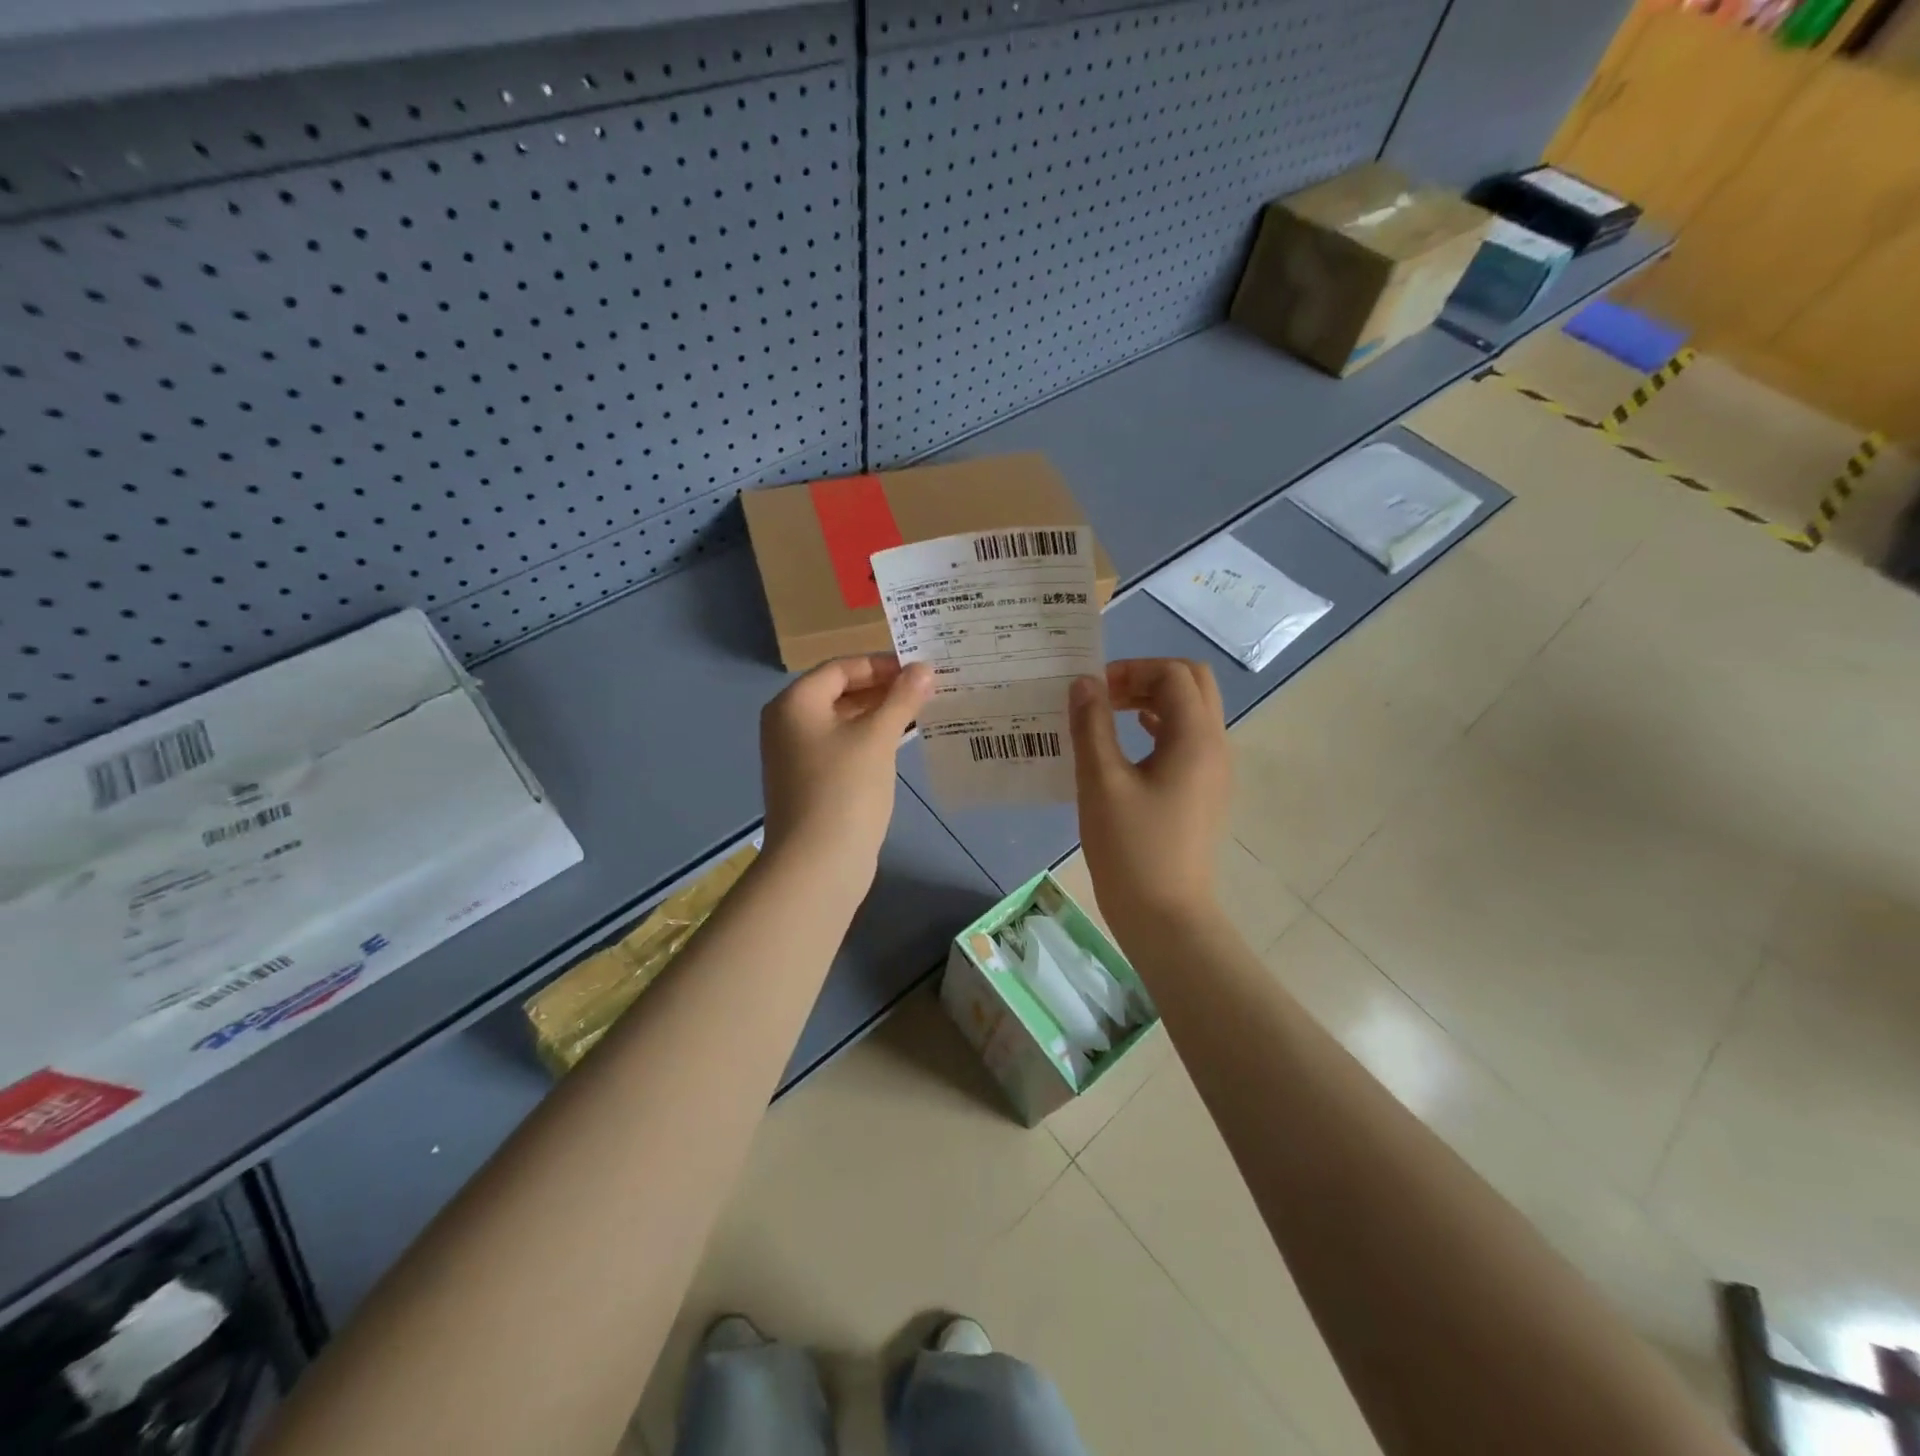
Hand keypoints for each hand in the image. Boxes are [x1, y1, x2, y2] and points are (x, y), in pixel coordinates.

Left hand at [760, 654, 932, 893]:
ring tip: (920, 712)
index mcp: (795, 703)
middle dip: (883, 690)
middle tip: (926, 690)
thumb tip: (923, 669)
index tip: (920, 671)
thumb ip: (901, 699)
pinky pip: (842, 747)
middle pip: (840, 692)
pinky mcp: (810, 781)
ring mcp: (797, 755)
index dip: (881, 665)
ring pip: (843, 722)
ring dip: (879, 715)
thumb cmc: (845, 789)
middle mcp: (789, 723)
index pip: (842, 668)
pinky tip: (899, 743)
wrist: (817, 863)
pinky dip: (869, 740)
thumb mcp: (877, 737)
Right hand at [1069, 658, 1230, 943]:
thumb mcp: (1101, 782)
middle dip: (1148, 678)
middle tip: (1106, 696)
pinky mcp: (1204, 792)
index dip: (1132, 670)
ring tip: (1110, 716)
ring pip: (1192, 712)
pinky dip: (1159, 728)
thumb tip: (1083, 683)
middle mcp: (1214, 746)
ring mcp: (1213, 771)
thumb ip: (1092, 725)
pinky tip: (1126, 747)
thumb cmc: (1131, 848)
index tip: (1094, 690)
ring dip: (1153, 702)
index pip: (1174, 674)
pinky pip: (1187, 740)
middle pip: (1192, 684)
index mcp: (1195, 738)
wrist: (1166, 916)